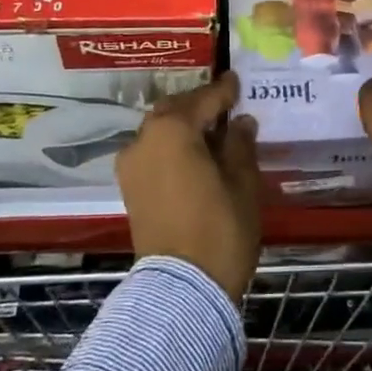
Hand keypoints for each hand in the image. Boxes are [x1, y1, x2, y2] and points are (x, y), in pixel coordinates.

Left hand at [116, 72, 261, 301]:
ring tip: (211, 132)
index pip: (204, 100)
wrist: (182, 290)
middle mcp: (144, 139)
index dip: (224, 90)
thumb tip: (240, 123)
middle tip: (224, 106)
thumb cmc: (220, 229)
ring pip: (159, 131)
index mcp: (172, 129)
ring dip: (182, 126)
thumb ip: (240, 145)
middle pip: (174, 110)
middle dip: (198, 105)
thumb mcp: (242, 183)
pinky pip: (152, 152)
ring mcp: (131, 165)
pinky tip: (193, 155)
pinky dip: (171, 147)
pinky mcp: (129, 189)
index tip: (236, 80)